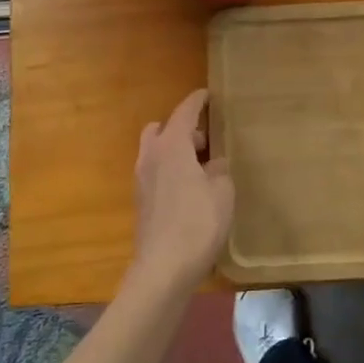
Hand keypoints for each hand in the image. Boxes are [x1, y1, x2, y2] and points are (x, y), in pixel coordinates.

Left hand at [130, 89, 233, 294]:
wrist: (163, 268)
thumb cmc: (197, 223)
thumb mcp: (222, 192)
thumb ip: (219, 170)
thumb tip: (214, 164)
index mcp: (171, 145)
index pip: (184, 112)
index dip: (197, 101)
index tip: (207, 94)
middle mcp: (151, 156)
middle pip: (162, 129)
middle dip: (182, 129)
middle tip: (206, 141)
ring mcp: (141, 180)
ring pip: (155, 151)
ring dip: (174, 150)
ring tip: (199, 167)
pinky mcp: (141, 202)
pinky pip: (155, 172)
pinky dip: (169, 170)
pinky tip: (189, 189)